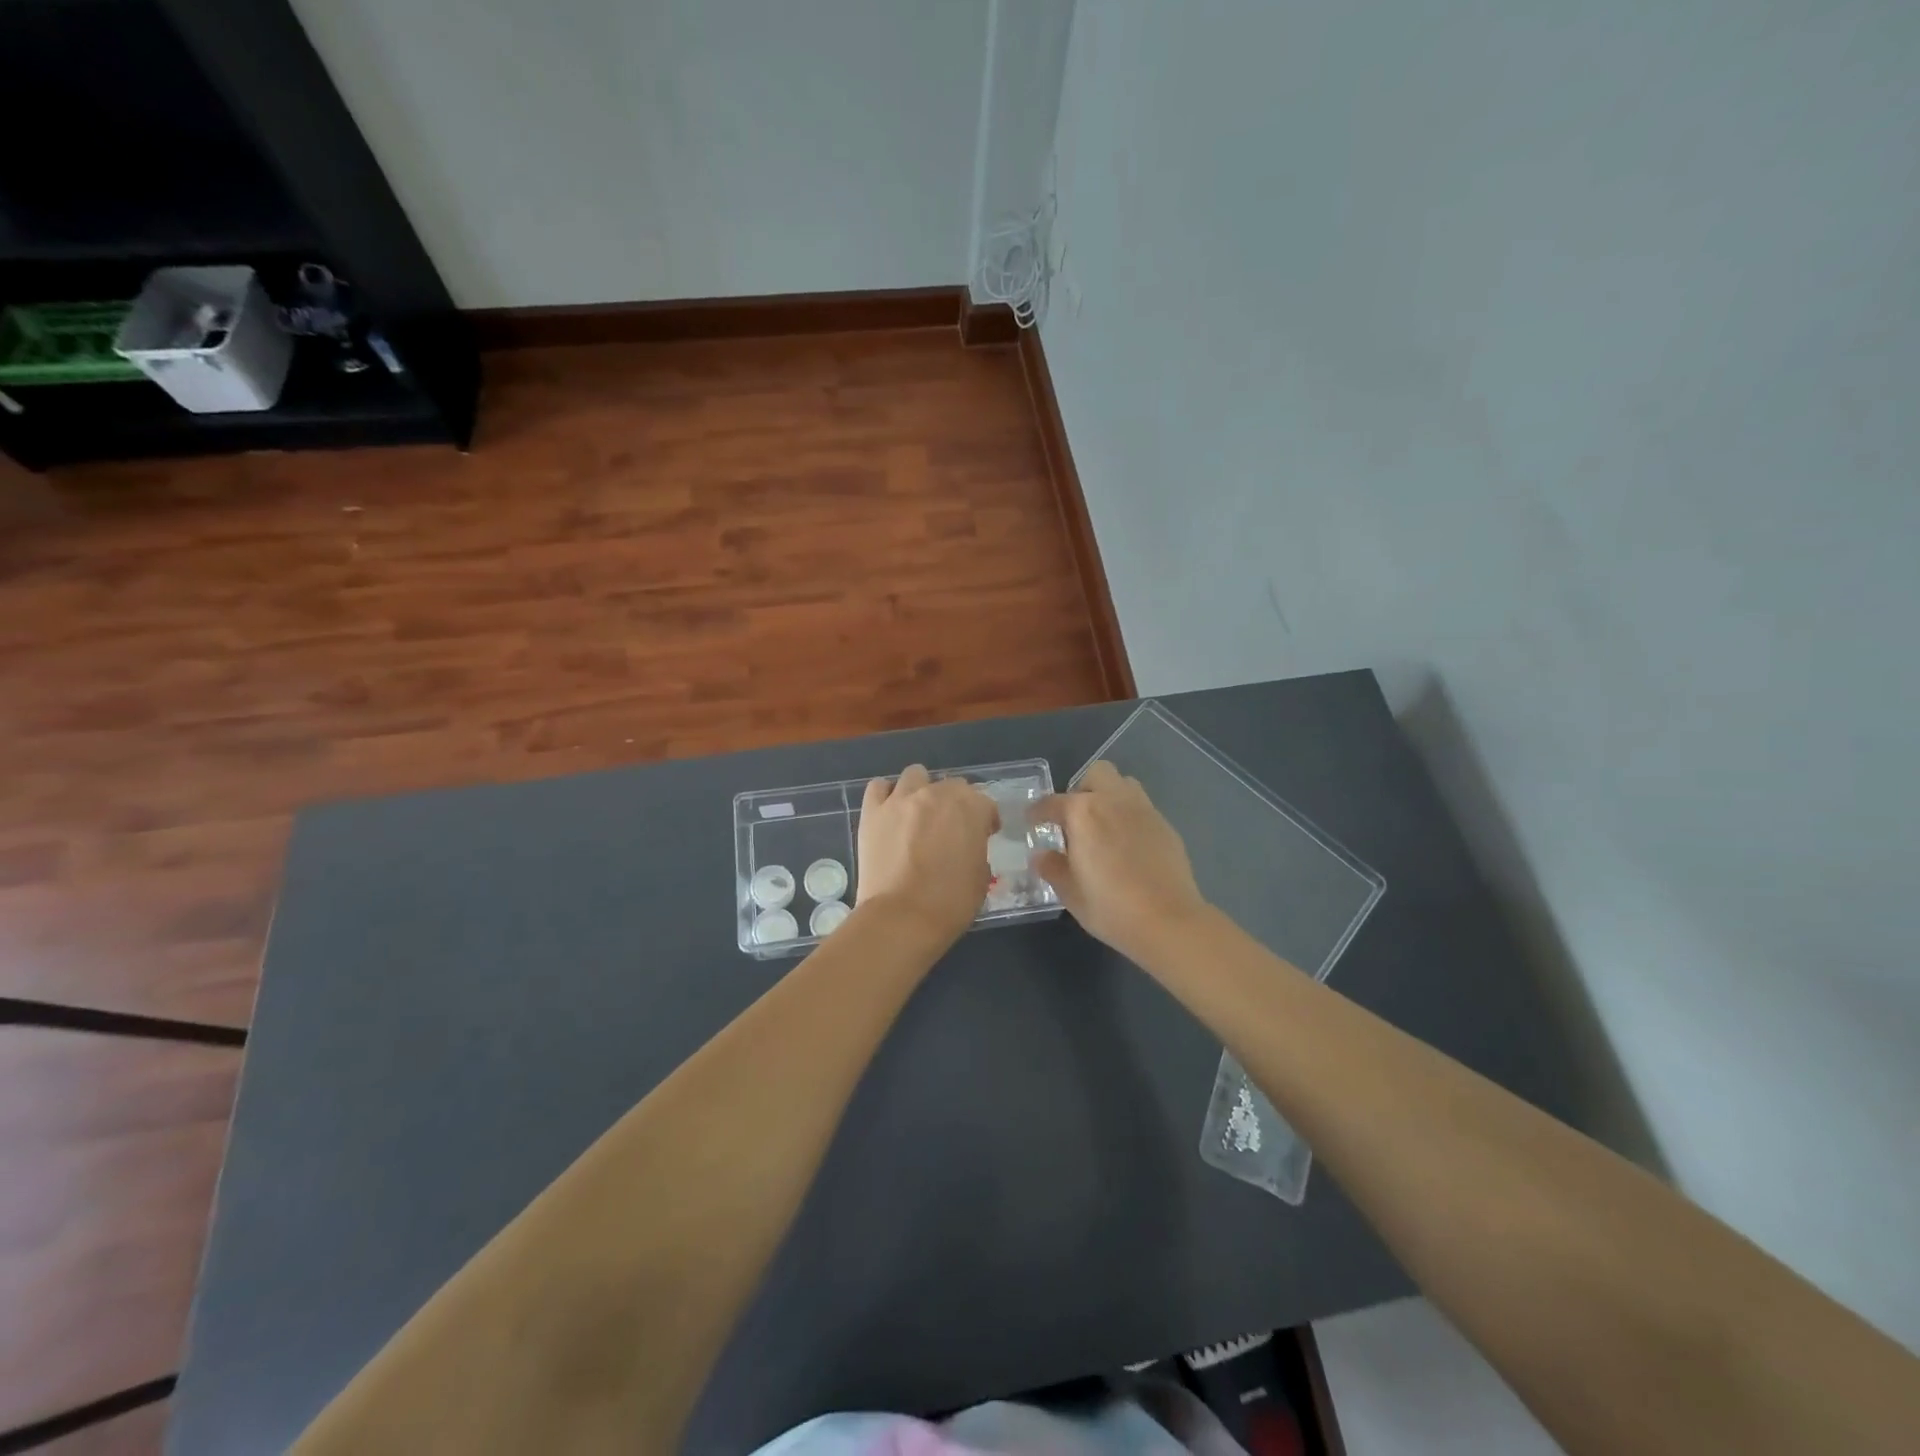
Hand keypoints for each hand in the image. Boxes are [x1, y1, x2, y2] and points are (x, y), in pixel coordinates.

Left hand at [856, 765, 999, 943]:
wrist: (901, 918)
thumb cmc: (950, 903)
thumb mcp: (981, 877)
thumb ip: (977, 850)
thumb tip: (967, 847)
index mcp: (970, 808)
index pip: (985, 803)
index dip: (986, 820)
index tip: (983, 836)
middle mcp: (936, 793)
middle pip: (952, 785)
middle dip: (955, 804)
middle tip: (950, 829)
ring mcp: (901, 799)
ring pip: (915, 775)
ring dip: (922, 790)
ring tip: (919, 814)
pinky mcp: (872, 811)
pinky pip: (878, 787)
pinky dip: (886, 795)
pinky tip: (890, 812)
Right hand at [1031, 761, 1209, 961]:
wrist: (1169, 921)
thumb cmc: (1111, 907)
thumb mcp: (1071, 892)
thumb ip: (1052, 868)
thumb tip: (1040, 856)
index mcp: (1083, 812)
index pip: (1052, 802)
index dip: (1038, 812)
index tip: (1032, 821)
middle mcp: (1114, 801)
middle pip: (1096, 774)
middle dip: (1082, 789)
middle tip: (1075, 819)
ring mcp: (1144, 810)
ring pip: (1124, 785)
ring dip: (1109, 797)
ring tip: (1103, 827)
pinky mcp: (1165, 825)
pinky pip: (1142, 808)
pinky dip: (1129, 817)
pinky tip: (1128, 846)